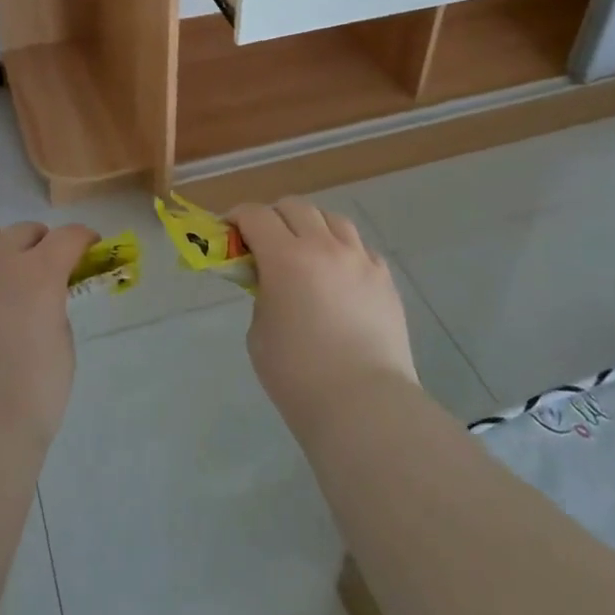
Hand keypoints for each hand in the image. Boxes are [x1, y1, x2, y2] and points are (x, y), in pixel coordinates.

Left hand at [0, 221, 96, 450]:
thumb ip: (55, 307)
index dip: (84, 238)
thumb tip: (45, 298)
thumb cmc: (34, 394)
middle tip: (50, 263)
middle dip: (43, 240)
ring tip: (6, 267)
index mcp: (40, 274)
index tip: (90, 248)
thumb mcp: (64, 344)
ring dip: (1, 245)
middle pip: (23, 231)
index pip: (67, 236)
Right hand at [237, 198, 417, 432]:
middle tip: (265, 242)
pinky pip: (360, 248)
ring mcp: (360, 260)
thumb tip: (272, 282)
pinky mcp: (385, 279)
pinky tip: (339, 276)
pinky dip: (343, 251)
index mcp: (286, 257)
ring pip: (332, 219)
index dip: (238, 217)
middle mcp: (324, 247)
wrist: (364, 407)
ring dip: (312, 227)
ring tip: (307, 251)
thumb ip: (262, 294)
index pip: (256, 215)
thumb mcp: (259, 332)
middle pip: (295, 207)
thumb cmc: (298, 376)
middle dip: (274, 217)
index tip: (230, 230)